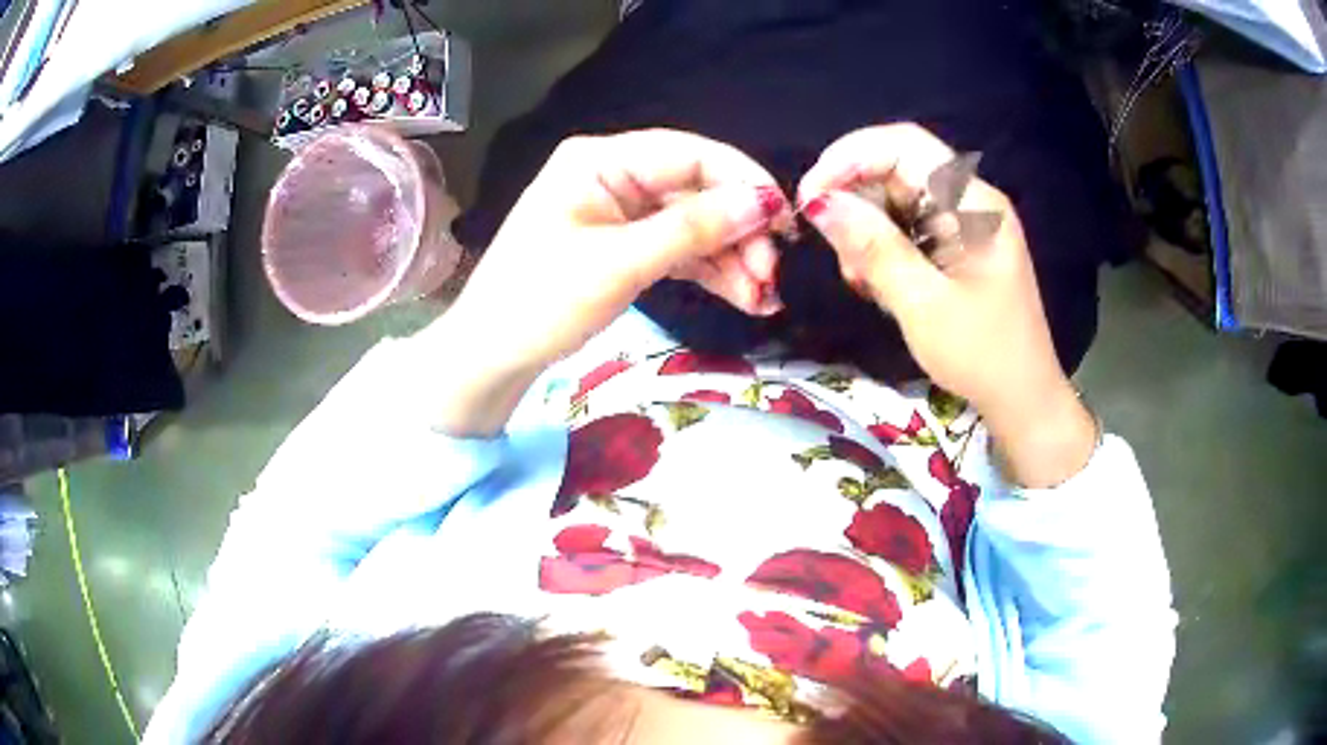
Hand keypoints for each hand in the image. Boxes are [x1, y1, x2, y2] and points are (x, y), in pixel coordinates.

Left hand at [427, 130, 791, 435]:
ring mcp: (620, 214)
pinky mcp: (624, 248)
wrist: (489, 359)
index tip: (785, 222)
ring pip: (695, 225)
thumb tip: (764, 201)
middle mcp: (614, 177)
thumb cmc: (539, 303)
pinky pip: (680, 251)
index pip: (690, 154)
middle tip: (773, 276)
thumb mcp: (617, 265)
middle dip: (740, 232)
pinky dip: (711, 273)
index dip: (743, 182)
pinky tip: (744, 297)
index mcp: (601, 161)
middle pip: (698, 191)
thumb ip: (692, 229)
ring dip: (733, 258)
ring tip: (765, 299)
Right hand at [798, 124, 1095, 486]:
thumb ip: (874, 248)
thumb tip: (819, 202)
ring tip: (859, 278)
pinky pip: (908, 226)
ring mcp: (966, 222)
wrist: (1023, 398)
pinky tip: (876, 282)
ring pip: (896, 198)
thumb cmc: (981, 355)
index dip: (849, 157)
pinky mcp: (958, 244)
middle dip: (856, 200)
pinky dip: (883, 248)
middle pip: (897, 169)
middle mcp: (971, 201)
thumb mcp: (922, 304)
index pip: (904, 145)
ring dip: (866, 230)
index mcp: (974, 204)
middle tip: (835, 251)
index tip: (810, 197)